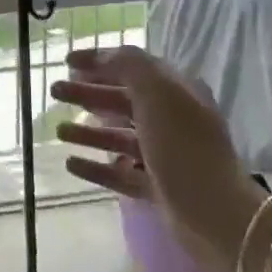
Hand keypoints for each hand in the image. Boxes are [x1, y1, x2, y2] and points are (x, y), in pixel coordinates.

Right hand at [49, 46, 261, 271]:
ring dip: (88, 131)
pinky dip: (95, 166)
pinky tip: (70, 163)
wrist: (216, 215)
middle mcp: (172, 120)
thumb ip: (129, 66)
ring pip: (119, 137)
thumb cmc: (184, 147)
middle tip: (55, 91)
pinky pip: (119, 172)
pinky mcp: (158, 187)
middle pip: (122, 100)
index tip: (66, 62)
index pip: (133, 67)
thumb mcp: (158, 93)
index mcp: (177, 92)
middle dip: (87, 93)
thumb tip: (103, 56)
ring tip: (58, 131)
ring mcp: (165, 155)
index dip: (99, 61)